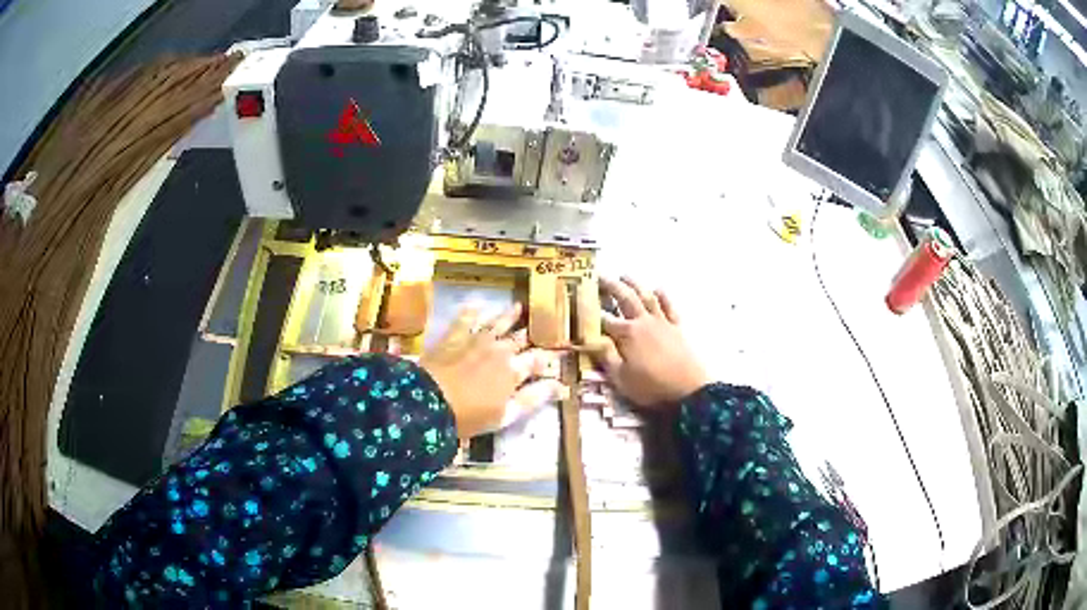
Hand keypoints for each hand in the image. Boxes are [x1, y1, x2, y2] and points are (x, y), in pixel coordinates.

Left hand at [420, 303, 567, 438]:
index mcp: (513, 370)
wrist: (429, 401)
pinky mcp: (453, 337)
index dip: (548, 358)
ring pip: (497, 323)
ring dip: (508, 316)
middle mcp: (499, 350)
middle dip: (530, 335)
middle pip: (519, 339)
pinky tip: (477, 304)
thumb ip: (533, 399)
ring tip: (517, 307)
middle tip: (539, 327)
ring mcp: (475, 340)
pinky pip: (465, 319)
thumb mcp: (506, 414)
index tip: (557, 355)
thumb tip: (560, 386)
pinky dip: (472, 311)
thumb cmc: (470, 415)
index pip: (537, 360)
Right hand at [586, 277, 709, 407]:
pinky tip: (658, 289)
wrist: (689, 388)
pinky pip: (669, 307)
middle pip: (624, 298)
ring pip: (646, 297)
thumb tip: (591, 338)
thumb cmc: (651, 386)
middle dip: (610, 286)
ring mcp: (662, 322)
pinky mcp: (677, 327)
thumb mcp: (621, 378)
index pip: (604, 319)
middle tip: (599, 276)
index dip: (591, 311)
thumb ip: (606, 357)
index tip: (580, 301)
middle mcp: (643, 322)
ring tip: (624, 275)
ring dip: (634, 284)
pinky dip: (663, 296)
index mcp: (627, 334)